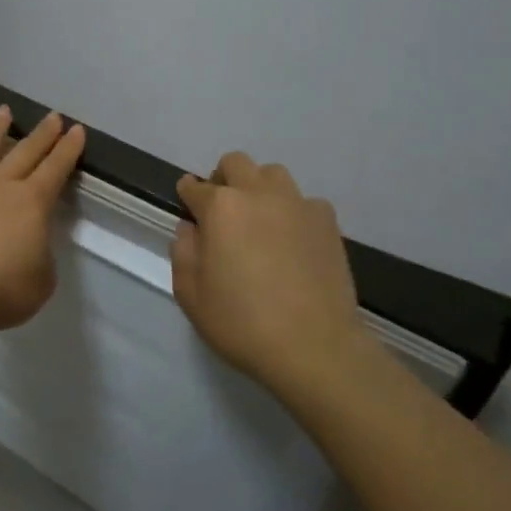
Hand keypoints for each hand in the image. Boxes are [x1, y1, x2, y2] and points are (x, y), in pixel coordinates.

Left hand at [0, 106, 86, 333]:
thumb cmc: (0, 290)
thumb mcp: (40, 283)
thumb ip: (40, 259)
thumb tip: (31, 247)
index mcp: (32, 204)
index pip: (56, 169)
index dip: (69, 150)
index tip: (77, 130)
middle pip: (25, 152)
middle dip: (42, 134)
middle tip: (53, 116)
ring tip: (4, 111)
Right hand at [171, 151, 375, 392]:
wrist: (314, 346)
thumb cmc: (241, 322)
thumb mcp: (190, 294)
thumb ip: (183, 251)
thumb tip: (191, 228)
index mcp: (220, 207)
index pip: (194, 187)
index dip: (187, 196)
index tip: (188, 209)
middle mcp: (258, 194)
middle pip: (235, 163)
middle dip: (222, 180)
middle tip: (221, 213)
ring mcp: (298, 204)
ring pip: (272, 174)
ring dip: (258, 188)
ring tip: (258, 221)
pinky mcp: (328, 222)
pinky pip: (304, 201)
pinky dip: (292, 211)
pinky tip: (291, 241)